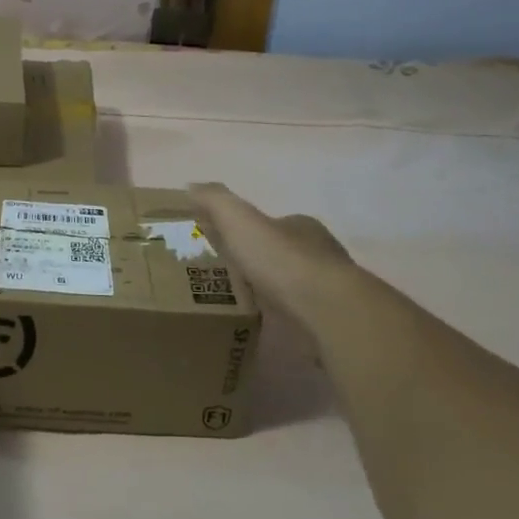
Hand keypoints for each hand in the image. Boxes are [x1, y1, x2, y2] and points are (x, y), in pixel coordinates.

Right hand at [189, 183, 354, 333]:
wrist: (326, 311)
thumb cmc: (282, 261)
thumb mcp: (240, 221)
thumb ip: (216, 202)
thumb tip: (191, 186)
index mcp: (302, 228)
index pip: (272, 225)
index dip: (246, 233)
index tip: (220, 246)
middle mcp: (319, 255)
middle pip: (281, 257)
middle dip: (256, 266)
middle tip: (220, 280)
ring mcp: (326, 292)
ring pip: (291, 290)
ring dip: (268, 297)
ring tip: (233, 309)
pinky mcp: (327, 323)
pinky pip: (298, 321)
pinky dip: (280, 324)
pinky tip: (259, 332)